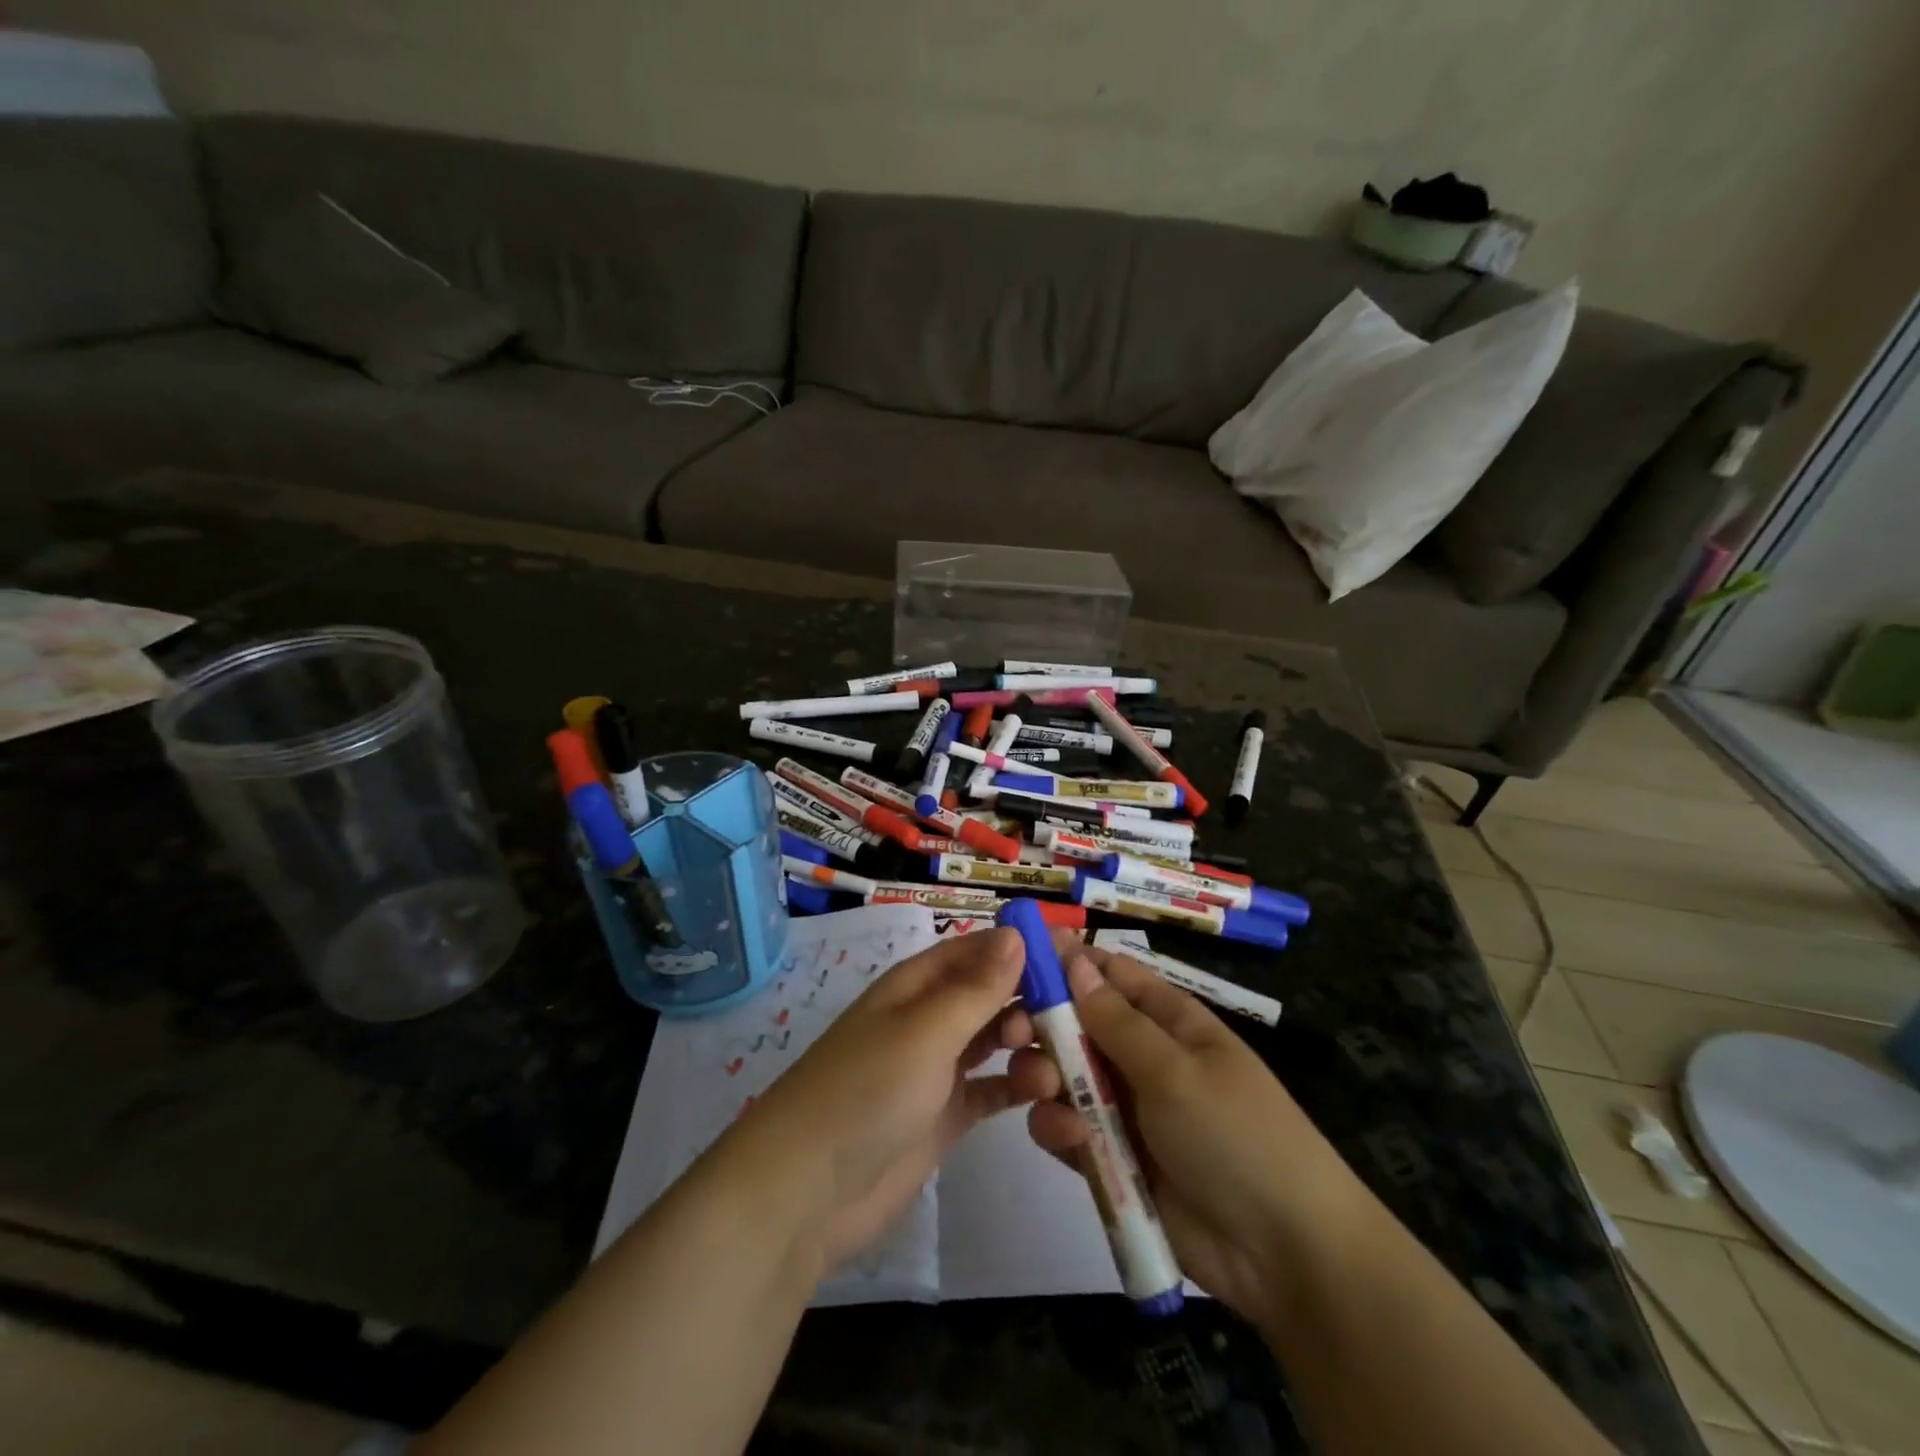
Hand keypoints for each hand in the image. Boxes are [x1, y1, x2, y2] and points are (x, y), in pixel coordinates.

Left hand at [718, 927, 1051, 1276]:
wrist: (808, 1191)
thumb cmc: (867, 1090)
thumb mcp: (925, 1031)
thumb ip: (976, 988)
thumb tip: (1017, 933)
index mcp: (918, 985)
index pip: (978, 950)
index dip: (1022, 947)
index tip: (1073, 952)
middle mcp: (930, 1019)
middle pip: (993, 995)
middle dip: (1034, 1000)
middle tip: (1076, 1021)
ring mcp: (939, 1069)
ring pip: (998, 1042)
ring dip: (1030, 1049)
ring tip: (1052, 1074)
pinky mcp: (947, 1116)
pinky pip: (994, 1091)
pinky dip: (1020, 1091)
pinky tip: (1053, 1100)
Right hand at [1021, 935, 1372, 1329]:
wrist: (1284, 1254)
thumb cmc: (1235, 1134)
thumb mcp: (1175, 1069)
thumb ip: (1115, 1020)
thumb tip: (1074, 959)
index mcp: (1168, 1021)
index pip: (1110, 974)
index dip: (1066, 961)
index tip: (1015, 956)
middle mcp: (1141, 1056)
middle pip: (1076, 1023)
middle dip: (1042, 1024)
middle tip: (1013, 1033)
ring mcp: (1125, 1108)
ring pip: (1063, 1075)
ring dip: (1044, 1076)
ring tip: (1044, 1090)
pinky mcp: (1111, 1158)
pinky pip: (1068, 1128)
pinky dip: (1059, 1128)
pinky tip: (1069, 1139)